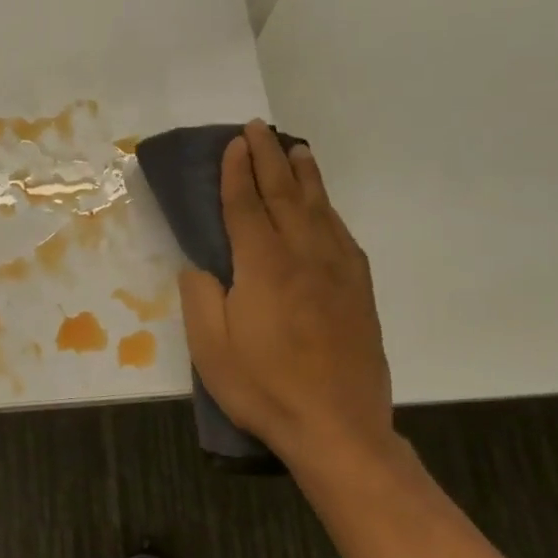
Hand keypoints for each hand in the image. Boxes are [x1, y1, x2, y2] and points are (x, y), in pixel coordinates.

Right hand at [177, 121, 393, 470]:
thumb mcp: (210, 349)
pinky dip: (328, 210)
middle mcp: (304, 257)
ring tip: (296, 148)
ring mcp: (337, 272)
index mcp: (264, 268)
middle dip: (269, 158)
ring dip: (304, 175)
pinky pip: (341, 235)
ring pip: (319, 209)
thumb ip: (200, 298)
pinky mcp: (358, 291)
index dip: (237, 172)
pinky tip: (324, 205)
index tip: (234, 143)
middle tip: (259, 128)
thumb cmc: (264, 389)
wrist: (339, 429)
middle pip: (284, 195)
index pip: (246, 206)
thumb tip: (199, 265)